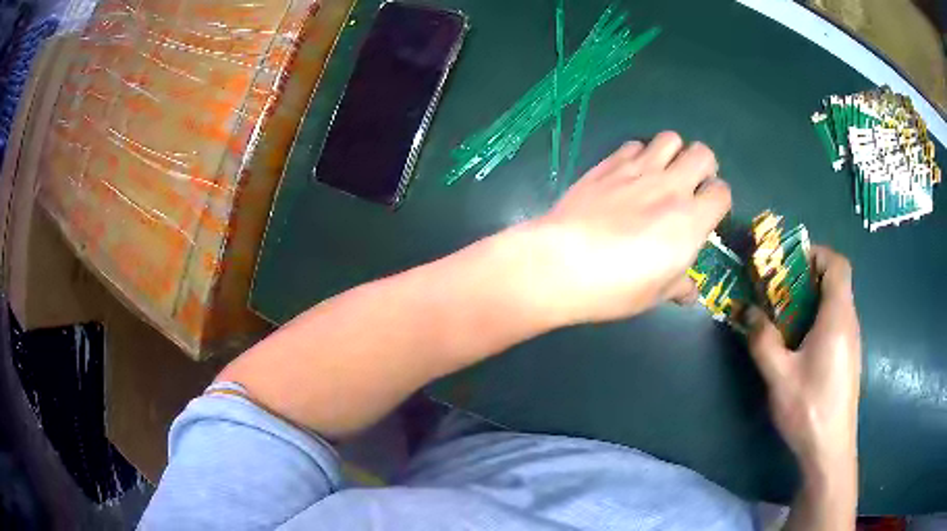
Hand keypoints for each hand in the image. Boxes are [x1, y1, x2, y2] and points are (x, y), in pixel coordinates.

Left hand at [521, 131, 730, 323]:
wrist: (561, 263)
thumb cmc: (615, 287)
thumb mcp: (654, 295)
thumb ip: (678, 286)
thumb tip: (689, 293)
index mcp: (690, 220)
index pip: (722, 192)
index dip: (719, 201)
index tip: (708, 213)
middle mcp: (670, 187)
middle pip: (703, 154)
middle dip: (704, 167)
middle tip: (691, 187)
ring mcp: (638, 171)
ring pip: (670, 139)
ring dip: (673, 153)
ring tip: (662, 173)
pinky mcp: (608, 165)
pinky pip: (633, 145)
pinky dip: (639, 154)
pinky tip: (629, 174)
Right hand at [746, 245, 861, 474]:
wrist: (830, 449)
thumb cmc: (809, 409)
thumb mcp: (779, 376)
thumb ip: (763, 340)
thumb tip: (746, 311)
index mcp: (838, 317)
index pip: (838, 264)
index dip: (817, 254)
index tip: (790, 264)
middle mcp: (850, 322)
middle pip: (836, 281)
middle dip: (807, 278)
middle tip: (779, 293)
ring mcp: (851, 341)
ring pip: (836, 303)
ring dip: (811, 301)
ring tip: (785, 319)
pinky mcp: (848, 358)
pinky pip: (836, 323)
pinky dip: (818, 320)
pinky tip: (800, 347)